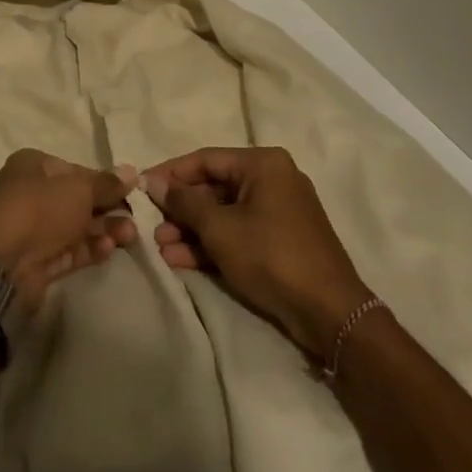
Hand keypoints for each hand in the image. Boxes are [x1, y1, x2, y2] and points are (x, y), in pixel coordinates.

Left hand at [0, 150, 138, 310]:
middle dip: (107, 209)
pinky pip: (69, 250)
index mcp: (32, 167)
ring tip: (128, 236)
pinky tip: (108, 249)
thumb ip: (106, 183)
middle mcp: (30, 193)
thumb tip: (131, 172)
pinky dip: (89, 249)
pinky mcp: (37, 260)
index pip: (75, 170)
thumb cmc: (39, 210)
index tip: (129, 192)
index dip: (103, 181)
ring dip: (103, 230)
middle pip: (76, 200)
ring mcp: (32, 229)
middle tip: (134, 219)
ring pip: (75, 227)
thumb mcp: (78, 189)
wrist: (2, 265)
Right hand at [143, 146, 372, 359]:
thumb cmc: (270, 256)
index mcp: (263, 164)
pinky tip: (181, 260)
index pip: (205, 159)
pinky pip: (238, 233)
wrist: (329, 313)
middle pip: (214, 187)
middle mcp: (272, 179)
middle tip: (150, 223)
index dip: (170, 173)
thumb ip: (184, 202)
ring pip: (224, 213)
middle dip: (181, 208)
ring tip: (161, 247)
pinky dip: (212, 244)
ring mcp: (278, 211)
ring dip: (192, 230)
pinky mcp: (280, 241)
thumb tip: (153, 182)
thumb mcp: (220, 228)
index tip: (142, 186)